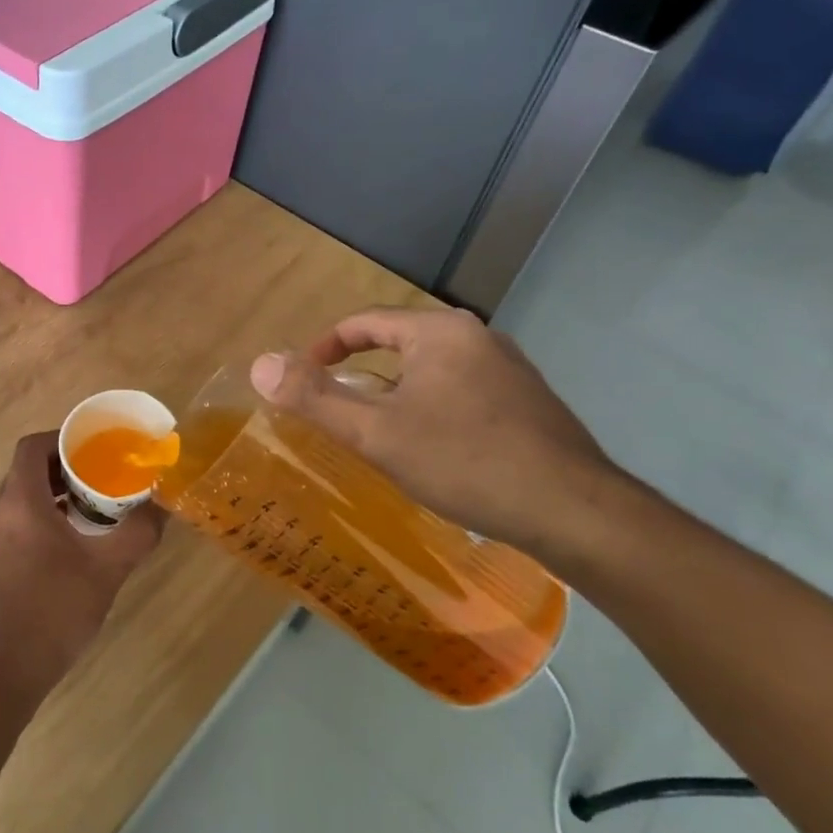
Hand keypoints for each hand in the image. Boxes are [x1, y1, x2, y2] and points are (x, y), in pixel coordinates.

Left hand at [0, 431, 164, 695]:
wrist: (8, 667)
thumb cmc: (56, 609)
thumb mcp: (107, 568)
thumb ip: (138, 532)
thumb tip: (163, 505)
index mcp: (20, 502)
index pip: (31, 447)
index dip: (61, 439)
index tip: (92, 447)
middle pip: (25, 469)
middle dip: (62, 466)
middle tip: (99, 475)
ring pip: (19, 495)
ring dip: (51, 492)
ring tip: (90, 505)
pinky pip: (14, 519)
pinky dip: (39, 515)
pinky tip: (70, 540)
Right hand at [248, 306, 626, 558]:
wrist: (572, 510)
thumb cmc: (464, 461)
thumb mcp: (376, 433)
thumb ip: (315, 398)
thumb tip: (260, 365)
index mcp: (438, 331)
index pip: (364, 322)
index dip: (324, 347)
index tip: (302, 378)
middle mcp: (476, 336)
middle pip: (398, 343)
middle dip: (360, 372)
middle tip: (335, 409)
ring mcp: (509, 368)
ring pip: (431, 370)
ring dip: (395, 392)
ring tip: (377, 432)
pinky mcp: (527, 400)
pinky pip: (460, 390)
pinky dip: (430, 407)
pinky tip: (431, 448)